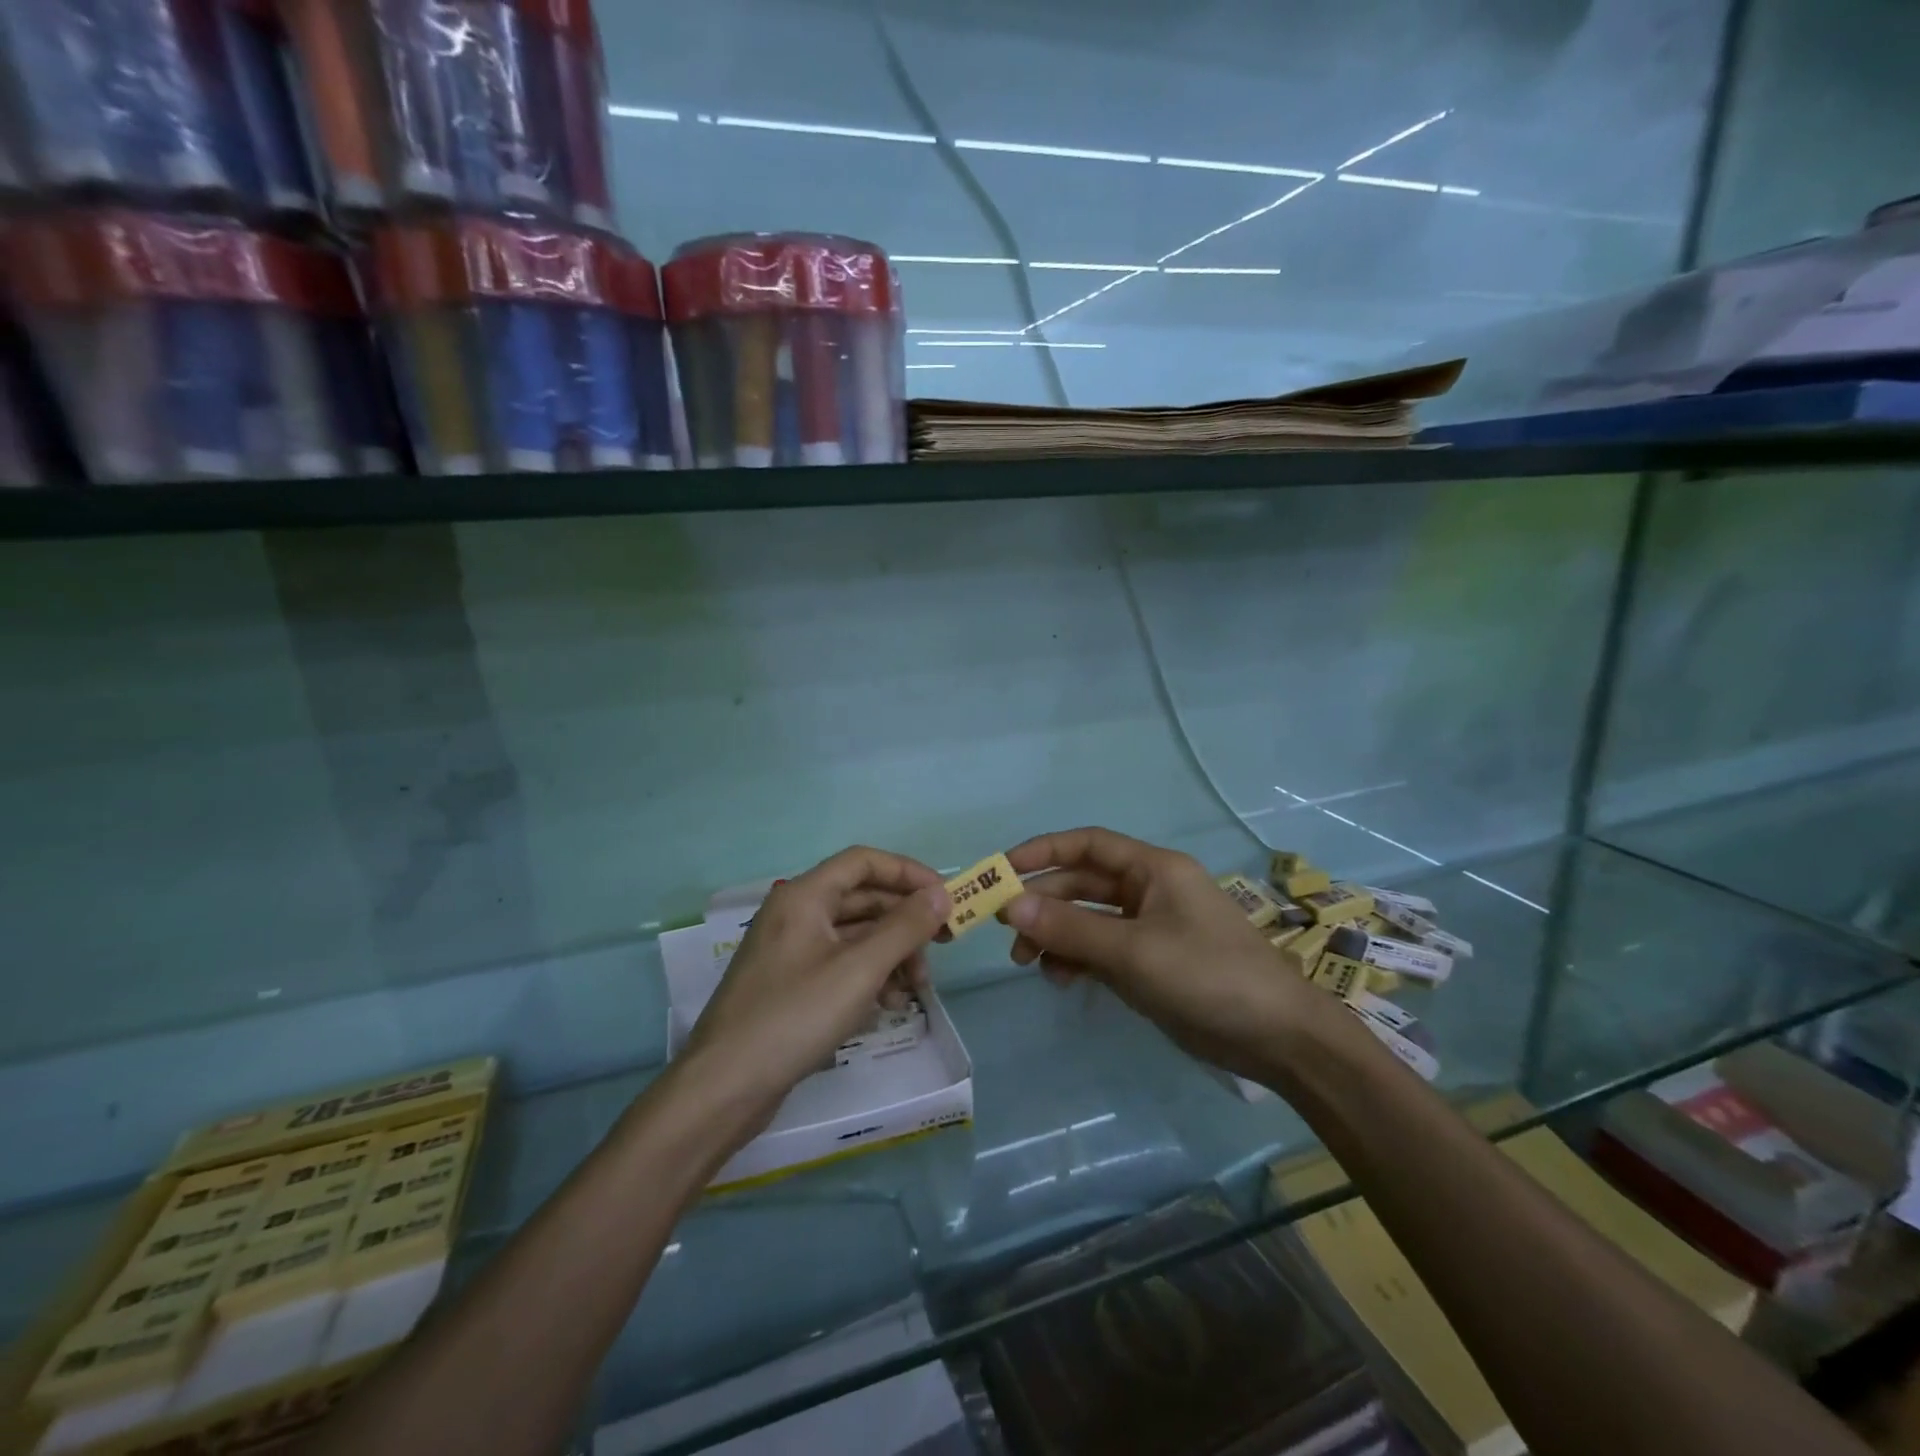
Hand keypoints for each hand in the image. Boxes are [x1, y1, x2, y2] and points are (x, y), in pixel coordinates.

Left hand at [678, 846, 950, 1133]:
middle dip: (904, 923)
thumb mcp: (859, 969)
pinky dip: (869, 977)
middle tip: (942, 948)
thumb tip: (941, 895)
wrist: (724, 1087)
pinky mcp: (791, 985)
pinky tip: (888, 1006)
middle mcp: (796, 914)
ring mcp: (791, 951)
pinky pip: (841, 965)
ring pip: (855, 936)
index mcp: (804, 896)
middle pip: (863, 900)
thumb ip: (904, 928)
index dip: (908, 873)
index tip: (944, 898)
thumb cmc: (795, 1016)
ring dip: (891, 954)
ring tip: (916, 989)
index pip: (864, 862)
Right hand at [1000, 827, 1329, 1084]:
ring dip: (1056, 935)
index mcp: (1153, 869)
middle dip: (1043, 902)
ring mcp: (1151, 928)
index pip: (1088, 845)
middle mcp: (1150, 891)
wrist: (1278, 1039)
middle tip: (1005, 929)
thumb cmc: (1208, 976)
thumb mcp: (1132, 951)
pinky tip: (1061, 980)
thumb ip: (1069, 928)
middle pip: (1083, 884)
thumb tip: (1009, 905)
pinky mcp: (1152, 964)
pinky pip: (1103, 951)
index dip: (1042, 851)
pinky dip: (1078, 960)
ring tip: (1028, 963)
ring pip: (1089, 920)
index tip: (1001, 870)